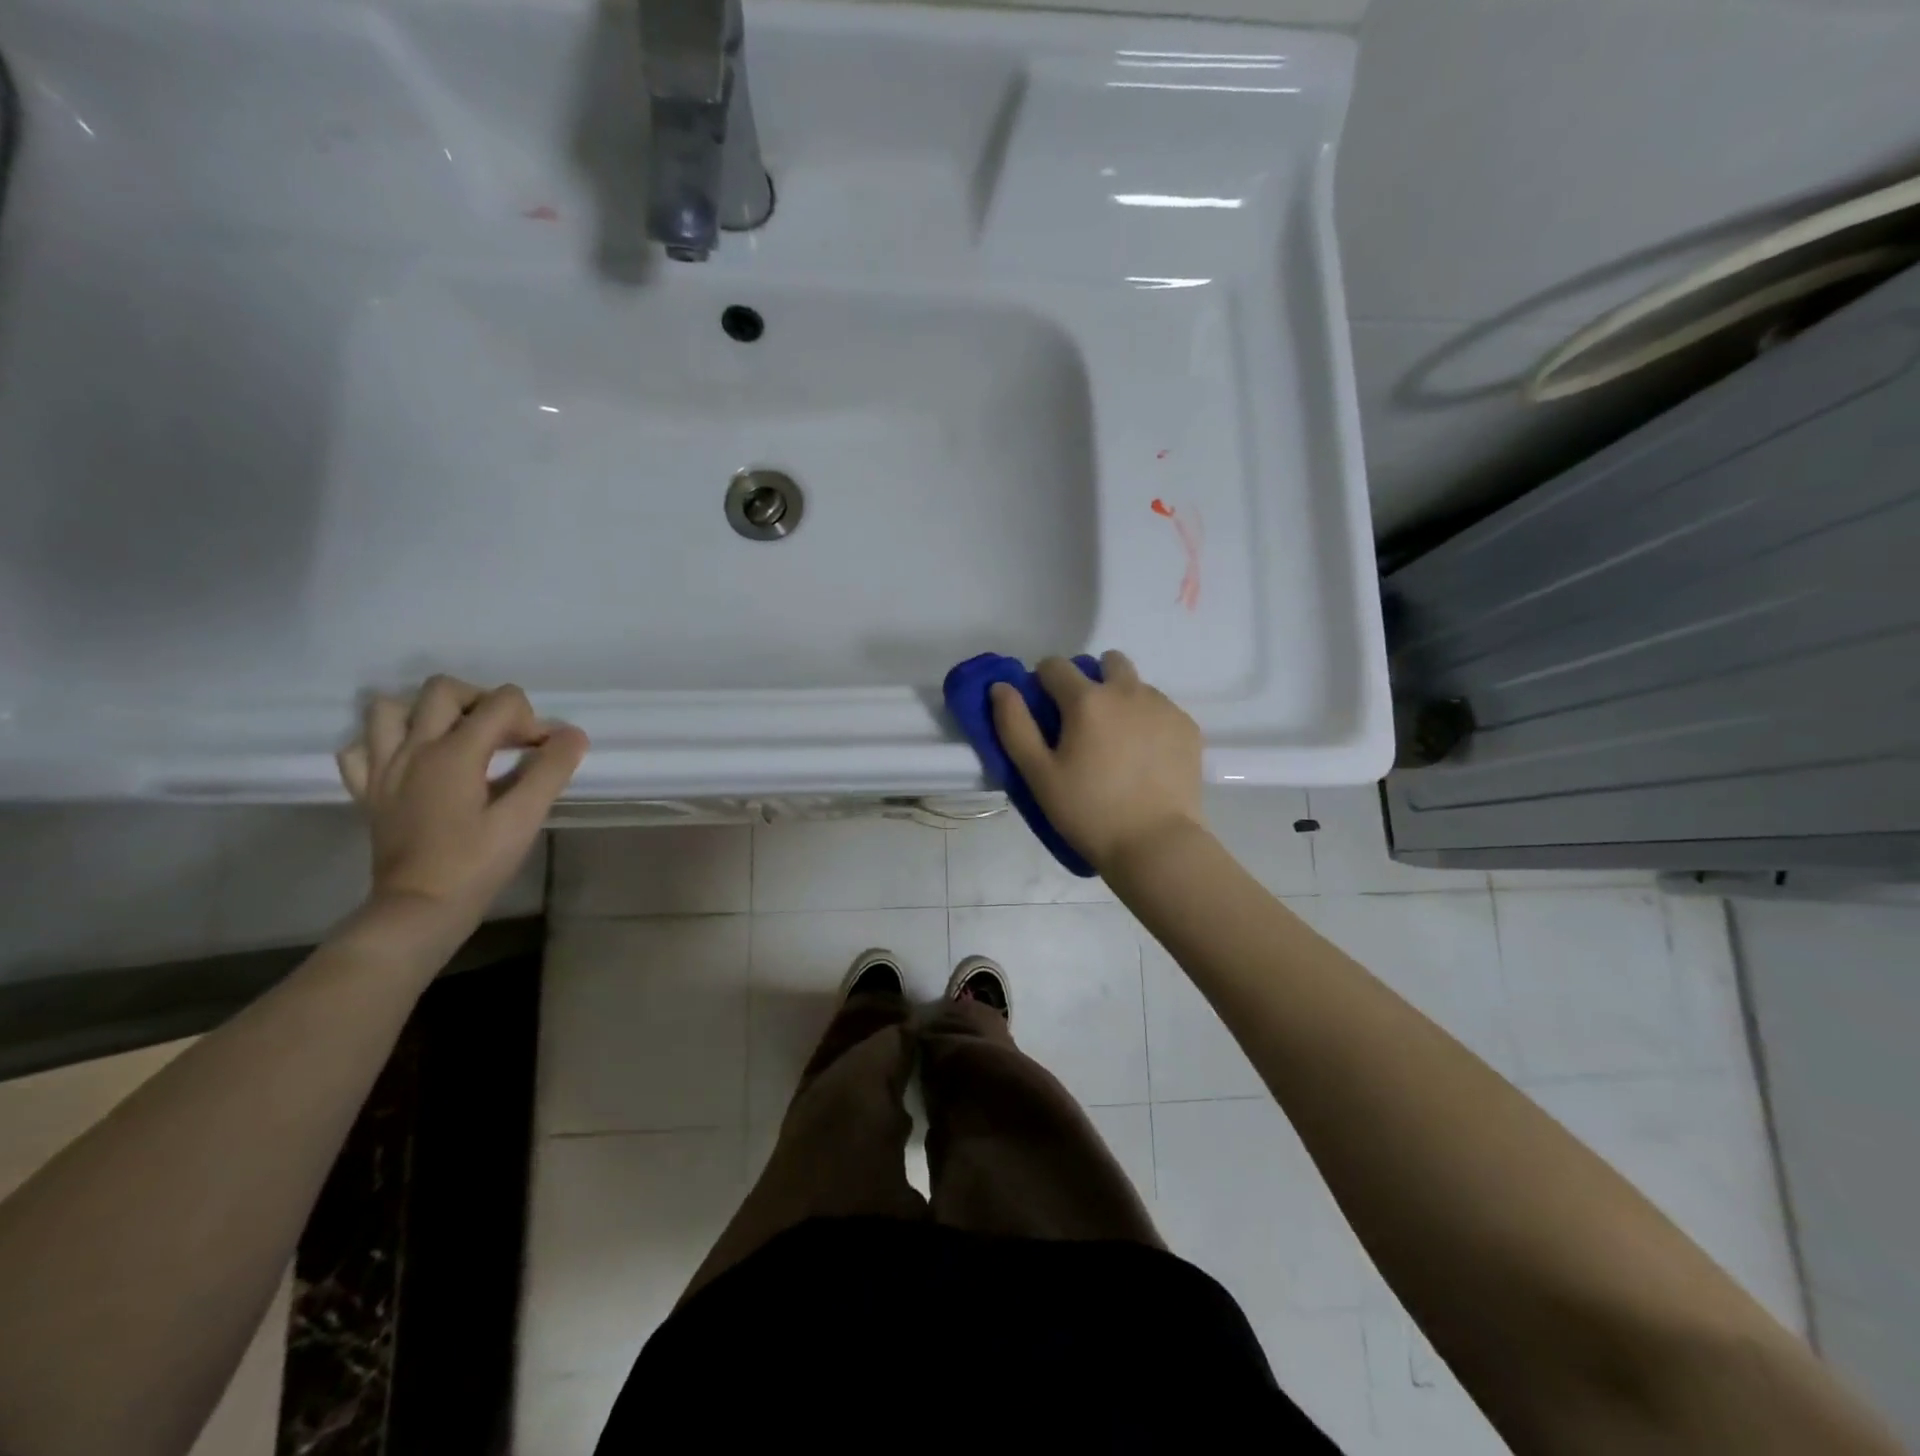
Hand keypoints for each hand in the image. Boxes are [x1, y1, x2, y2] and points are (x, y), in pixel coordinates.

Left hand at [336, 676, 587, 932]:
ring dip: (426, 713)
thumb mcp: (524, 818)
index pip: (501, 703)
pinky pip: (362, 748)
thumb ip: (551, 770)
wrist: (419, 909)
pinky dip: (386, 743)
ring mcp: (383, 768)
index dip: (532, 720)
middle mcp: (413, 749)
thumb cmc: (476, 864)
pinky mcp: (368, 791)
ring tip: (455, 737)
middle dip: (482, 701)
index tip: (543, 754)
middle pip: (444, 690)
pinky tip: (412, 762)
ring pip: (390, 709)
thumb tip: (573, 734)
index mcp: (454, 752)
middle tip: (504, 736)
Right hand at [991, 650, 1204, 874]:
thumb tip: (1001, 687)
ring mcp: (1162, 706)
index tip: (1045, 710)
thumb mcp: (1038, 775)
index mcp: (1087, 699)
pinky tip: (1144, 757)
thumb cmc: (1088, 812)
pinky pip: (1160, 708)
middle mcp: (1128, 691)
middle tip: (1084, 722)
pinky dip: (1147, 721)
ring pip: (1136, 685)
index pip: (1055, 665)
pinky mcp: (1187, 726)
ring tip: (1116, 744)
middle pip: (1106, 662)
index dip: (1043, 682)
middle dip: (1090, 679)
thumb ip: (1014, 725)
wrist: (1156, 844)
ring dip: (1121, 699)